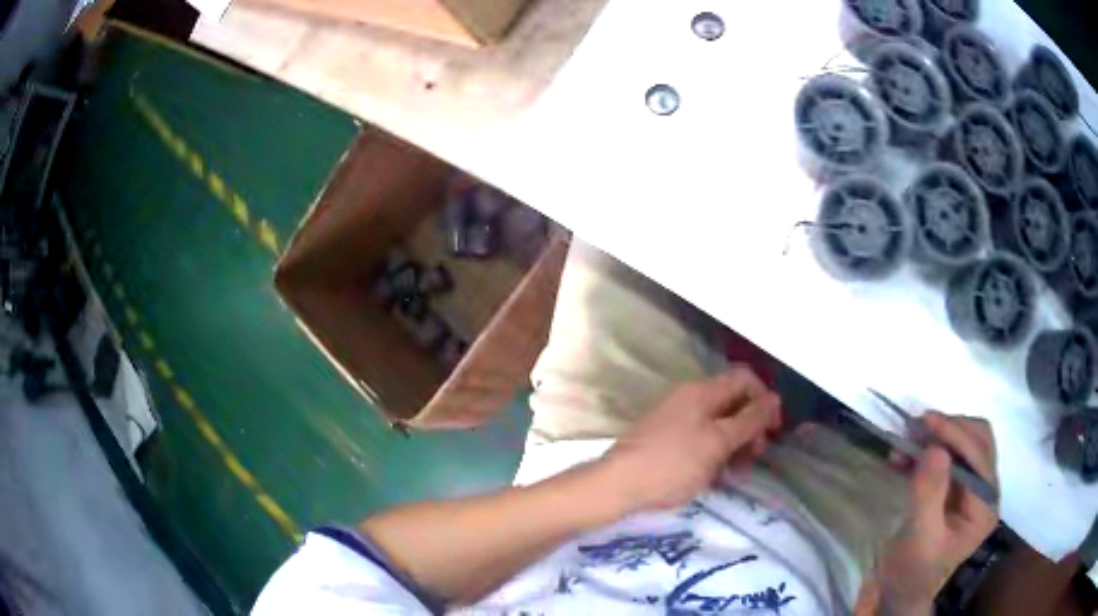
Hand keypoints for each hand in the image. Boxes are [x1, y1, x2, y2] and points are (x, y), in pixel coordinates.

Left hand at [601, 367, 782, 513]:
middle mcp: (689, 399)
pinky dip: (714, 453)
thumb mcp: (718, 442)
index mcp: (702, 392)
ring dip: (734, 445)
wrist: (618, 485)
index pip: (745, 380)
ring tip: (736, 473)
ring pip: (718, 424)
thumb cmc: (673, 463)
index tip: (773, 430)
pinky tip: (716, 477)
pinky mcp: (667, 439)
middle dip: (750, 427)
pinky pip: (700, 439)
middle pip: (733, 403)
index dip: (765, 400)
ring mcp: (676, 419)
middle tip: (755, 456)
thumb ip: (749, 420)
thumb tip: (775, 398)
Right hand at [876, 412, 998, 614]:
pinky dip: (929, 449)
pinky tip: (906, 455)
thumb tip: (934, 447)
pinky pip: (949, 457)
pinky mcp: (956, 489)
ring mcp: (972, 489)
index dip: (956, 434)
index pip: (980, 456)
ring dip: (939, 437)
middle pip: (979, 441)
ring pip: (965, 443)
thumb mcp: (919, 538)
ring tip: (908, 440)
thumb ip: (929, 494)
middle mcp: (985, 492)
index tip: (925, 421)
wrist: (899, 593)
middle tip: (917, 427)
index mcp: (984, 507)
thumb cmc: (911, 572)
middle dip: (950, 430)